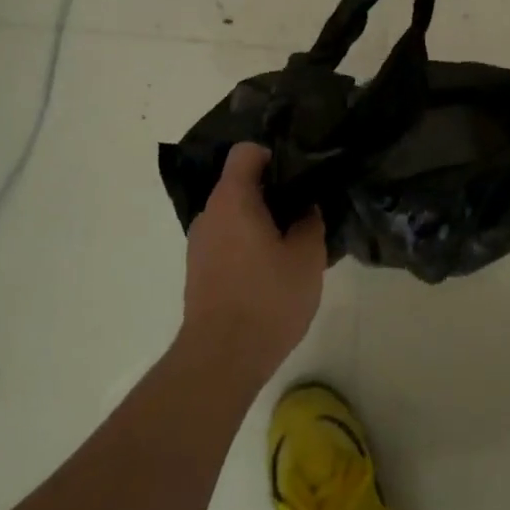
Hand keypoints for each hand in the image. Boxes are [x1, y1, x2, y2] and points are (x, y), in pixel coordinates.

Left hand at [181, 143, 326, 383]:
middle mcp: (209, 214)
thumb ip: (310, 222)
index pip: (246, 152)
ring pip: (233, 215)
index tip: (298, 175)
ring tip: (292, 244)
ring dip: (260, 221)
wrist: (222, 357)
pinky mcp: (199, 270)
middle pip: (239, 184)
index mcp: (233, 199)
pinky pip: (226, 240)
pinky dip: (247, 244)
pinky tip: (272, 270)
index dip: (273, 155)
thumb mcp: (307, 257)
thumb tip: (306, 207)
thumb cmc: (267, 299)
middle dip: (272, 192)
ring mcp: (200, 243)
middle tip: (305, 211)